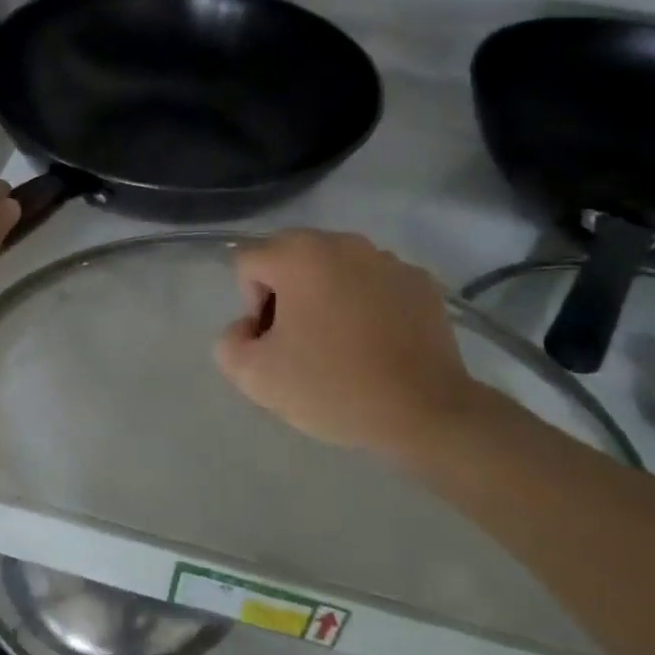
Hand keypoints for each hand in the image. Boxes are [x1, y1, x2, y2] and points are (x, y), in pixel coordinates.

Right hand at [215, 230, 485, 457]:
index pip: (248, 263)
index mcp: (299, 254)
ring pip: (336, 270)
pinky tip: (376, 345)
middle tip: (301, 345)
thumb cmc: (333, 387)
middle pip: (292, 259)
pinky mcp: (421, 282)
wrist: (424, 412)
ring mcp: (388, 259)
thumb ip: (230, 342)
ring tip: (342, 347)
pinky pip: (374, 284)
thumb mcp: (255, 377)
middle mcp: (343, 242)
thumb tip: (249, 328)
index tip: (274, 342)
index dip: (250, 305)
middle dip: (286, 297)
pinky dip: (366, 305)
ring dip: (327, 298)